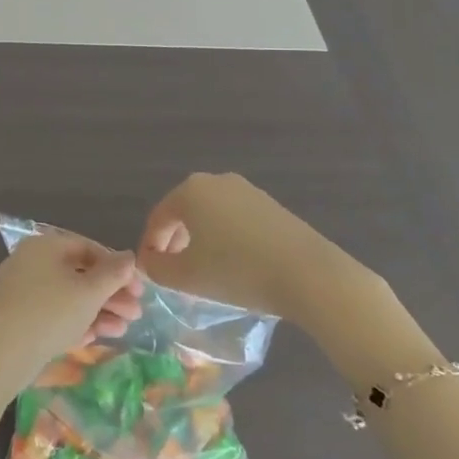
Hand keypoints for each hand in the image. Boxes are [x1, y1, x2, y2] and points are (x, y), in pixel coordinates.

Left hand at [0, 232, 142, 391]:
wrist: (2, 352)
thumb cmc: (50, 312)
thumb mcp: (89, 292)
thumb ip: (113, 274)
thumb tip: (129, 256)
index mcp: (45, 246)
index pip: (88, 248)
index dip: (117, 268)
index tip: (139, 289)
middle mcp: (31, 261)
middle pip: (79, 274)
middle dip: (110, 295)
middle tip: (135, 314)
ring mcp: (22, 290)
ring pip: (67, 297)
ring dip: (97, 312)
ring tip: (121, 331)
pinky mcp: (18, 316)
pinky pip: (52, 313)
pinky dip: (74, 323)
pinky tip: (92, 340)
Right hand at [137, 174, 442, 388]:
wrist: (309, 274)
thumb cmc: (237, 271)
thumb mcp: (186, 277)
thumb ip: (157, 268)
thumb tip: (149, 263)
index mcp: (190, 191)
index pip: (158, 218)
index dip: (150, 246)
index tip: (149, 273)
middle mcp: (216, 181)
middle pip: (184, 212)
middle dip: (175, 242)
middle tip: (174, 274)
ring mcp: (247, 191)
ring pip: (211, 216)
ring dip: (201, 241)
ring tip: (205, 273)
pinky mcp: (272, 206)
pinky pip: (236, 220)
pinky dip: (226, 240)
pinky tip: (235, 266)